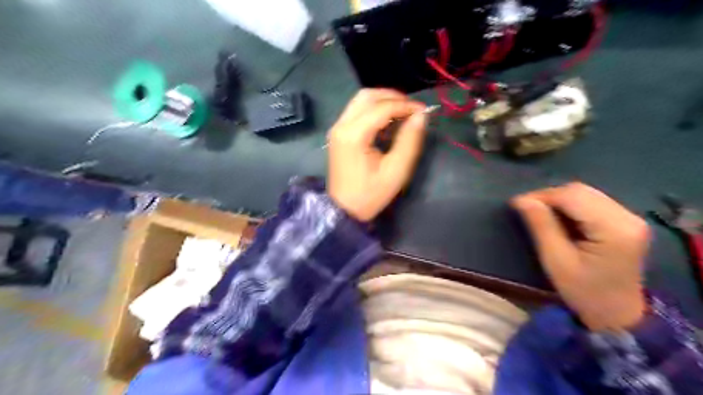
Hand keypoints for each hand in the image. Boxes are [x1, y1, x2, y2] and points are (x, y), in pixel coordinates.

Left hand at [329, 89, 428, 221]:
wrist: (344, 209)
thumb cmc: (371, 194)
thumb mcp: (396, 171)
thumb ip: (409, 141)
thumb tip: (420, 116)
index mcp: (354, 135)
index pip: (382, 107)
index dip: (405, 105)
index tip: (424, 111)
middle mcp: (341, 125)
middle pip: (367, 96)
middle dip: (393, 97)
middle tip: (413, 109)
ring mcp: (337, 128)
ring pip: (361, 100)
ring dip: (383, 101)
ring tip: (403, 113)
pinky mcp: (338, 133)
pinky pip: (356, 111)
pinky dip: (373, 110)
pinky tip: (387, 121)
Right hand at [511, 184, 647, 331]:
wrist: (618, 315)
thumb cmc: (584, 292)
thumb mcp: (556, 260)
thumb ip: (541, 226)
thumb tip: (522, 200)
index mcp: (614, 229)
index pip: (573, 197)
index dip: (541, 195)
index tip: (516, 203)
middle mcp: (628, 217)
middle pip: (581, 191)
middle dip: (549, 196)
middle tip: (526, 208)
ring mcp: (630, 218)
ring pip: (586, 193)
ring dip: (559, 199)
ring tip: (539, 212)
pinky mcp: (626, 221)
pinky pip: (592, 201)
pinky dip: (570, 205)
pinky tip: (559, 217)